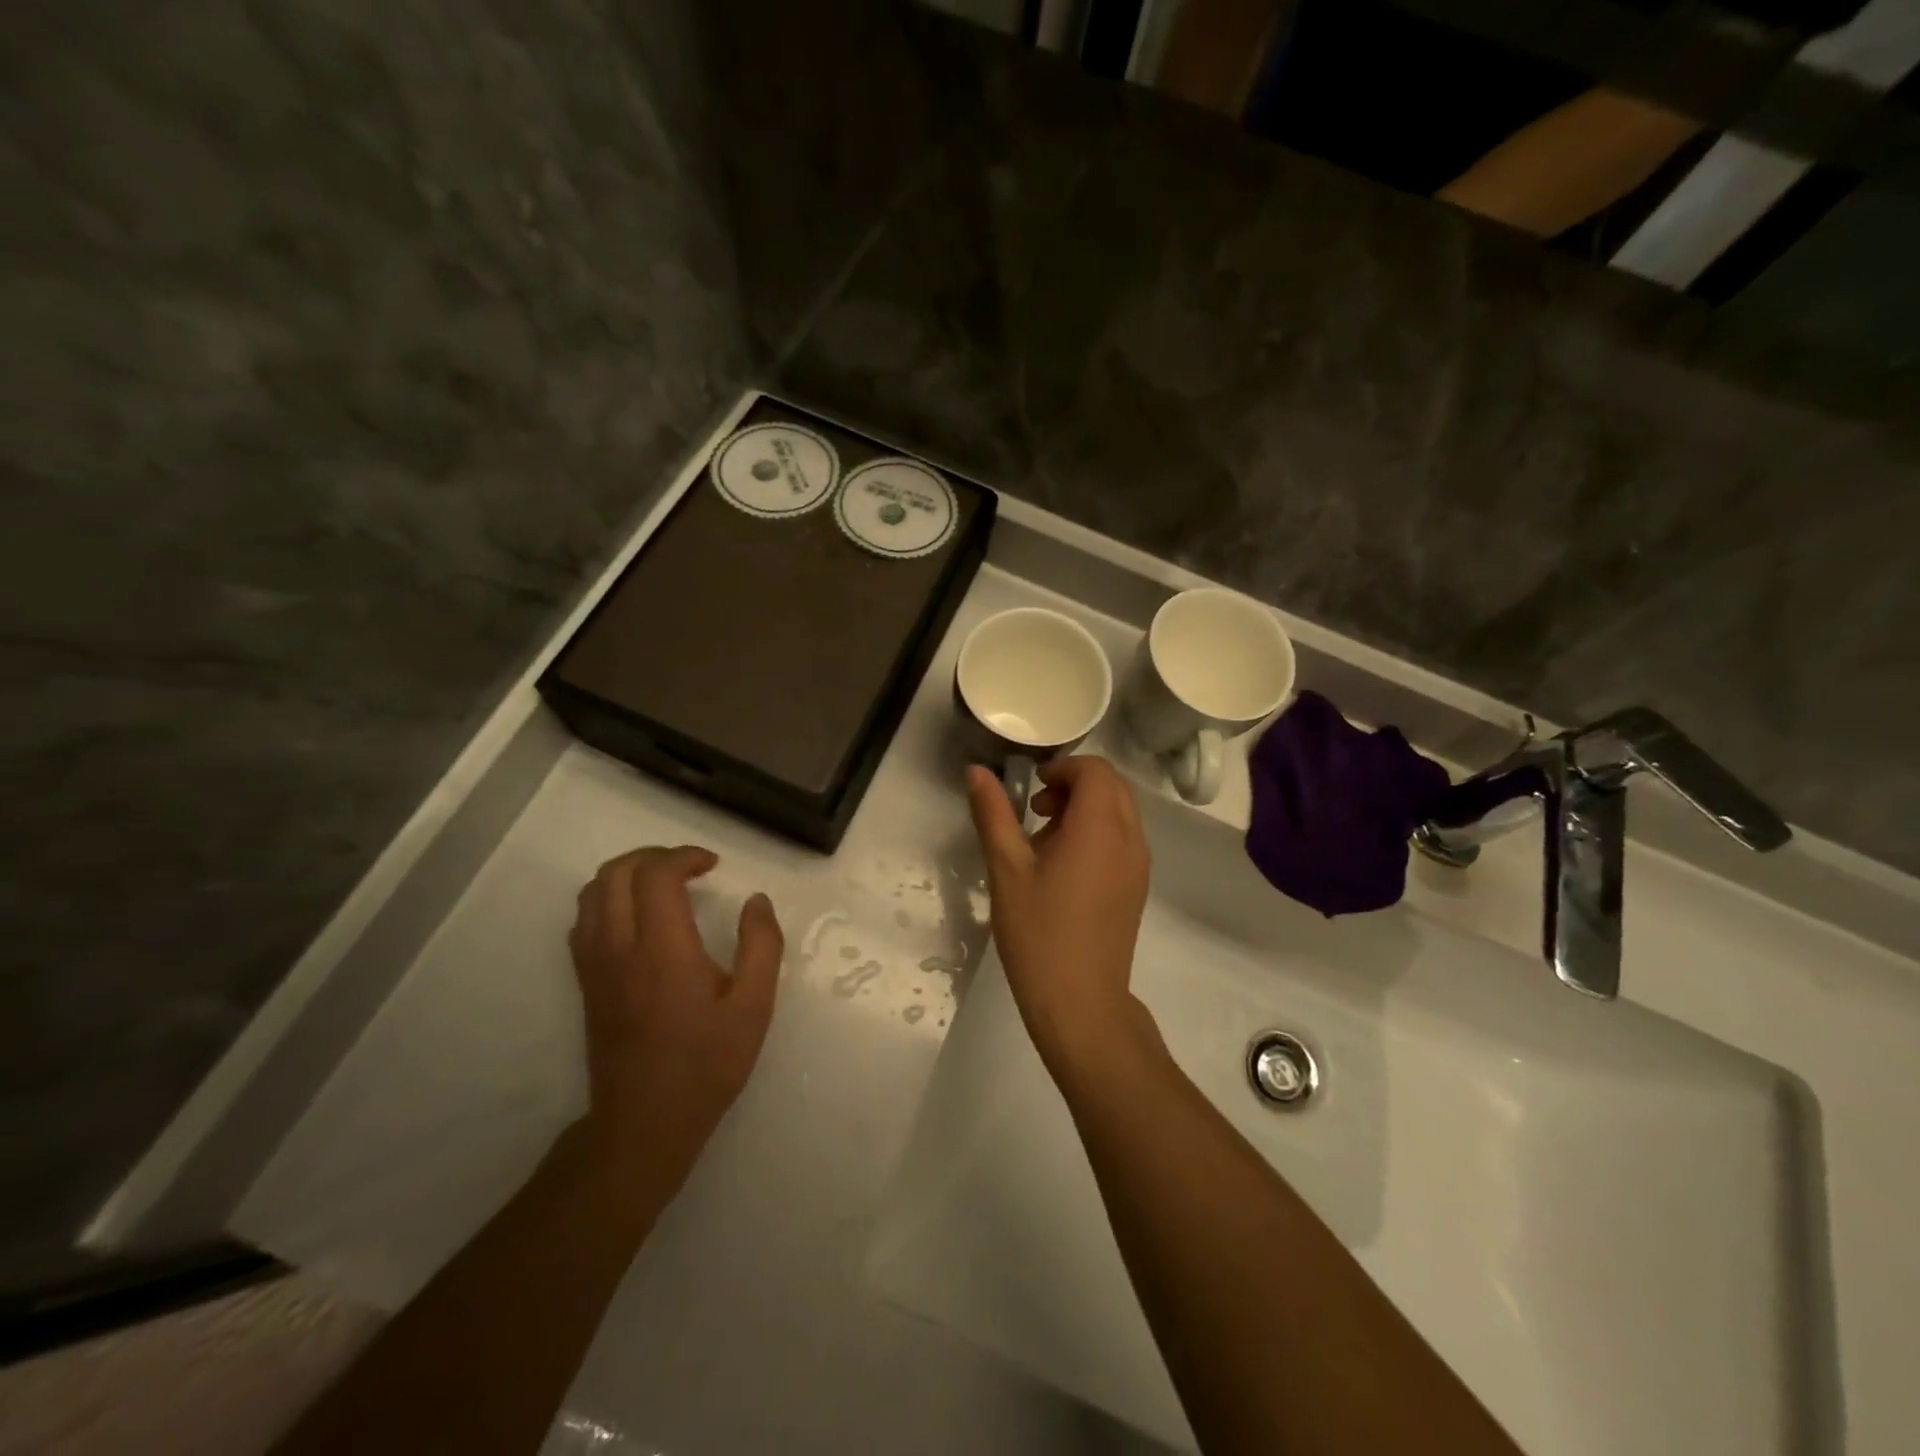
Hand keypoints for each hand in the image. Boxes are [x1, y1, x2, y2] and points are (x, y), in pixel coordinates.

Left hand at [567, 847, 784, 1187]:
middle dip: (654, 856)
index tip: (713, 865)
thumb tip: (757, 900)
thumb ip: (762, 945)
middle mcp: (620, 948)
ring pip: (593, 892)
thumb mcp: (754, 1007)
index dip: (685, 856)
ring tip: (664, 885)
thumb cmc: (705, 1064)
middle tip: (689, 867)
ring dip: (627, 873)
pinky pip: (584, 920)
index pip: (656, 874)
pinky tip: (638, 917)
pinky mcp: (585, 982)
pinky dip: (608, 899)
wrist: (643, 1123)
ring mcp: (595, 965)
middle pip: (616, 872)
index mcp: (663, 950)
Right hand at [965, 756, 1151, 1071]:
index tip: (1032, 788)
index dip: (1064, 767)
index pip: (1096, 770)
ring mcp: (1139, 865)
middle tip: (1035, 810)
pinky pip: (1123, 839)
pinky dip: (1097, 833)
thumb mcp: (1007, 869)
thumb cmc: (1038, 932)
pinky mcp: (1137, 887)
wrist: (1081, 1002)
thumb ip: (993, 813)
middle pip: (1112, 787)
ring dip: (1085, 809)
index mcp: (1101, 827)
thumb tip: (976, 770)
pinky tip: (1064, 868)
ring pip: (1120, 812)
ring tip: (1044, 842)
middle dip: (1074, 785)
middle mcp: (1130, 839)